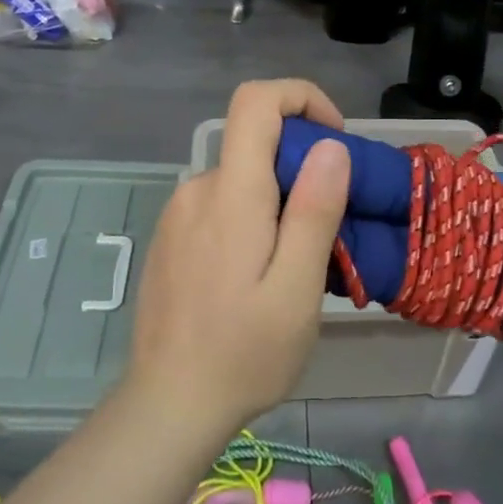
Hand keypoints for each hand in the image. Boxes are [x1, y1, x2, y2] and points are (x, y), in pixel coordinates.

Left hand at [125, 79, 352, 440]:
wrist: (167, 406)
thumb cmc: (243, 353)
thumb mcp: (297, 288)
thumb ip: (314, 210)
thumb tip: (330, 145)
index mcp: (232, 193)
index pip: (256, 101)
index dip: (301, 97)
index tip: (334, 140)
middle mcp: (198, 188)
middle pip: (254, 143)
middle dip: (301, 167)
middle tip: (329, 229)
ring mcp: (178, 213)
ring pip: (241, 179)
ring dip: (277, 200)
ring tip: (296, 264)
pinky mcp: (171, 238)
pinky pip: (220, 205)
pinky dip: (251, 218)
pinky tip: (257, 277)